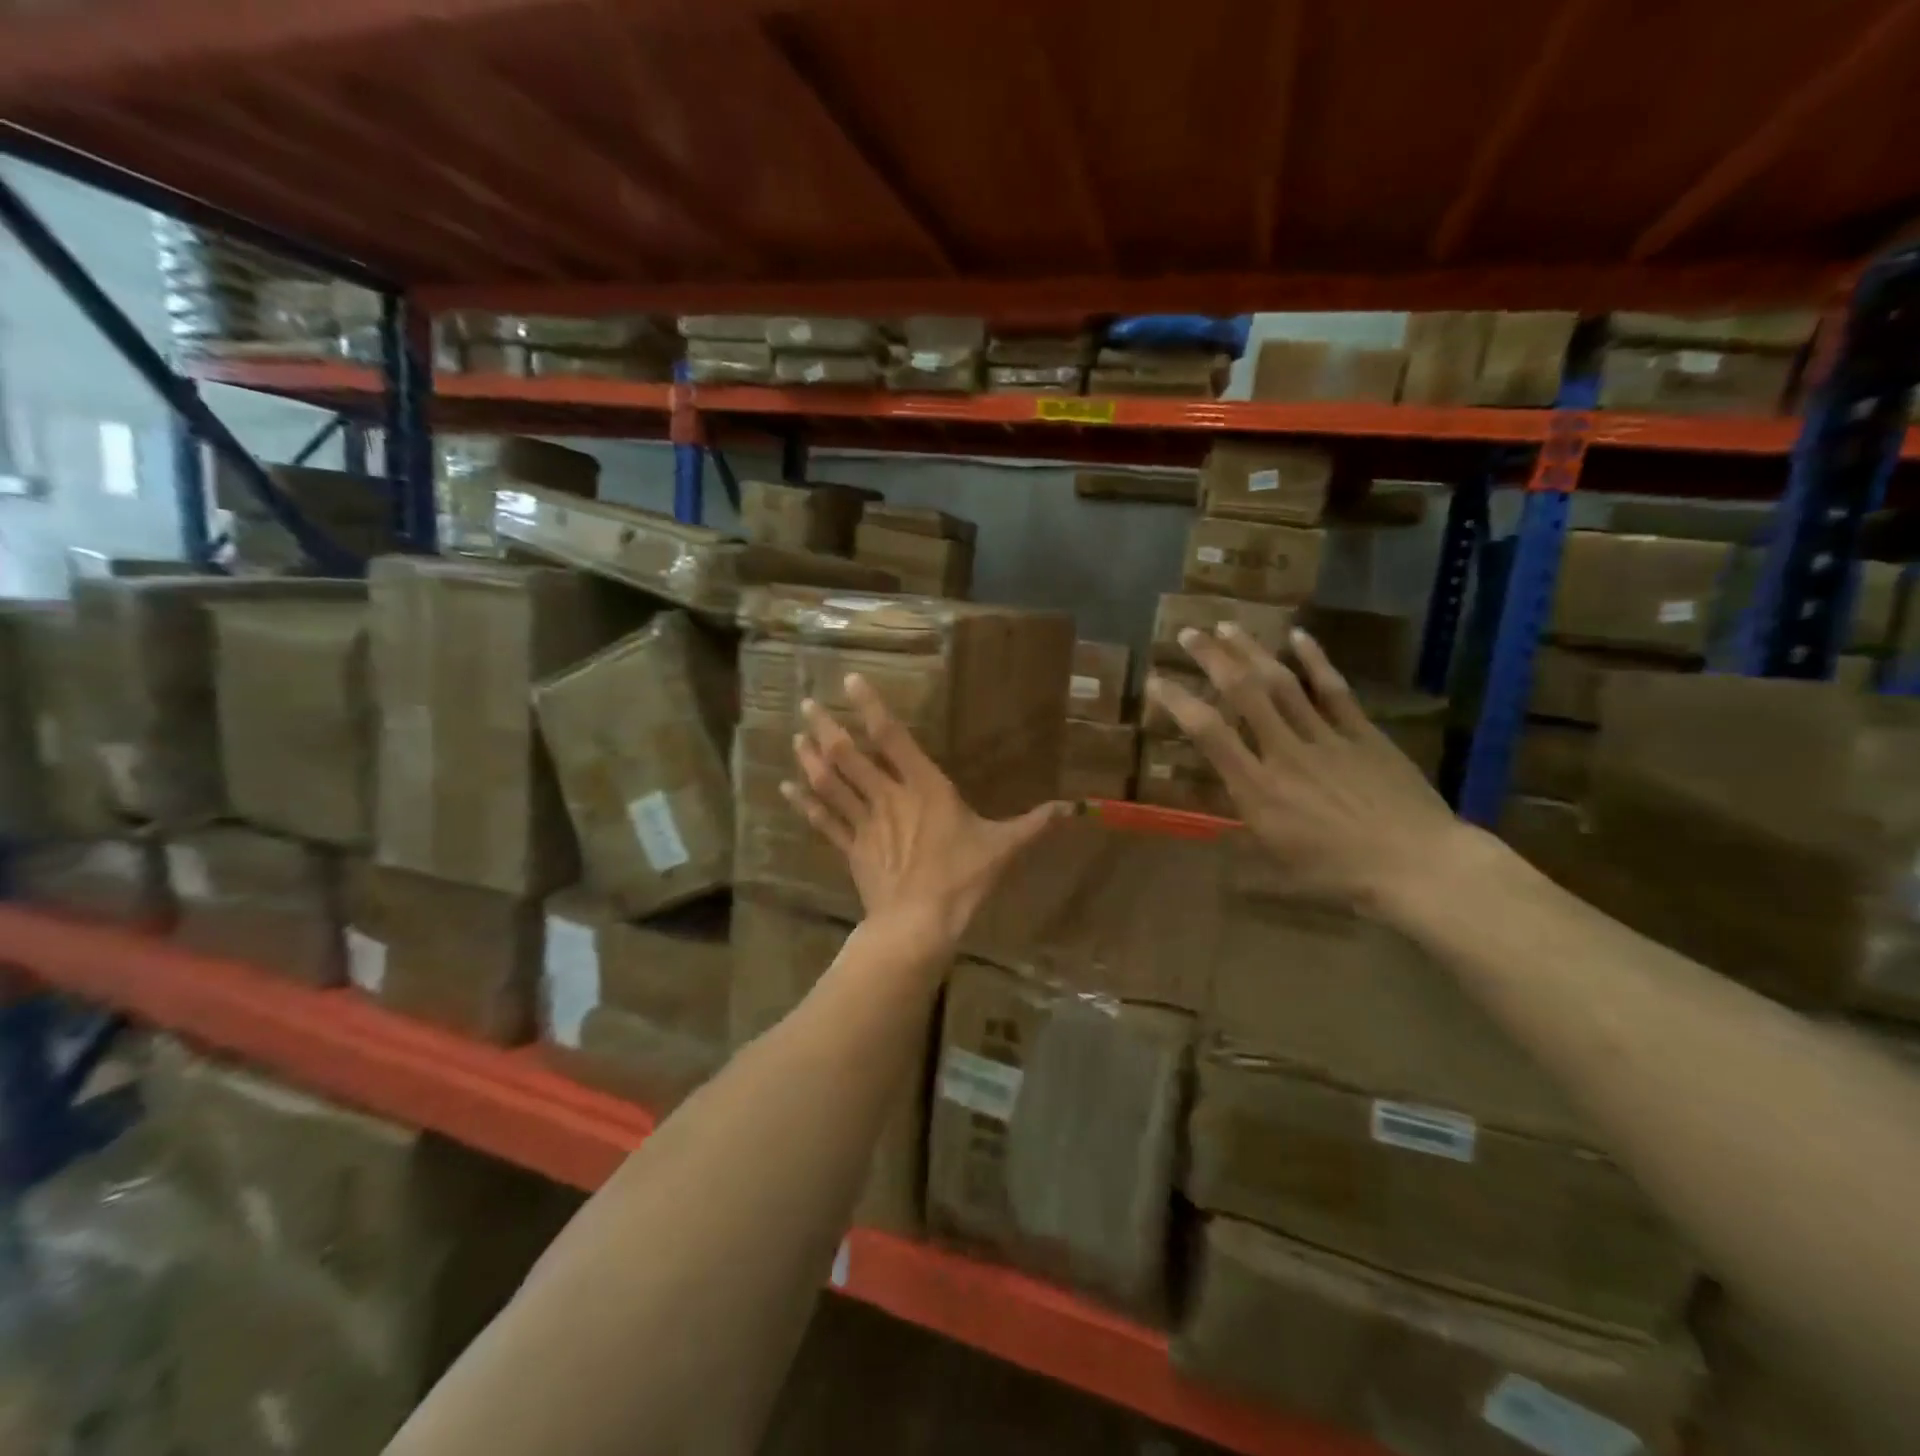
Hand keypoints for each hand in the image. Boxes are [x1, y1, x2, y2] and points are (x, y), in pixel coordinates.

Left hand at [782, 674, 1067, 943]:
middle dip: (827, 728)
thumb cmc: (961, 880)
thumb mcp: (1002, 848)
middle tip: (807, 704)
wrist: (919, 924)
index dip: (871, 707)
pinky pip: (823, 821)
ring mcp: (864, 823)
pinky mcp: (851, 849)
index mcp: (924, 788)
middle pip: (849, 756)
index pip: (893, 738)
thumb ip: (1032, 824)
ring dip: (811, 758)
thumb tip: (1071, 809)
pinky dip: (804, 803)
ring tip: (796, 736)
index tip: (851, 681)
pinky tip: (785, 787)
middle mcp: (888, 797)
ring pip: (831, 783)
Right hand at [1147, 624, 1468, 911]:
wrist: (1418, 866)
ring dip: (1252, 651)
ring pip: (1282, 684)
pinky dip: (1315, 661)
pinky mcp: (1362, 733)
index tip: (1157, 681)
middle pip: (1243, 694)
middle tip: (1190, 632)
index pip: (1209, 734)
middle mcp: (1284, 753)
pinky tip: (1298, 636)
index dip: (1179, 703)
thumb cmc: (1341, 876)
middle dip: (1212, 659)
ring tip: (1228, 626)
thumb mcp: (1279, 867)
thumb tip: (1215, 833)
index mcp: (1258, 788)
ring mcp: (1326, 738)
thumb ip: (1245, 835)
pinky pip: (1334, 690)